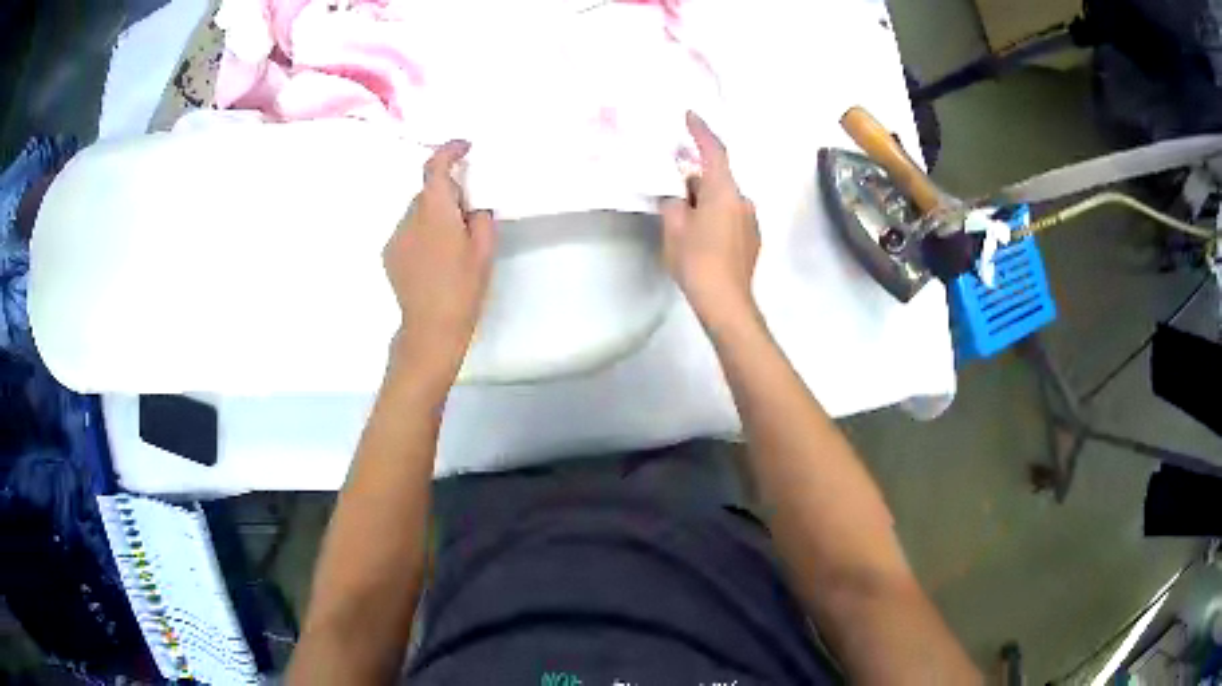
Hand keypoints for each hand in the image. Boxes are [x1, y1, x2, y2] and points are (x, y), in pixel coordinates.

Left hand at [384, 140, 495, 376]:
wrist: (431, 327)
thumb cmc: (463, 288)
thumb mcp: (484, 250)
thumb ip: (481, 217)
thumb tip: (472, 205)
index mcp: (435, 211)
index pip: (436, 167)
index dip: (449, 150)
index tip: (463, 147)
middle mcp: (409, 217)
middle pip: (427, 191)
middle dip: (447, 192)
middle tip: (468, 212)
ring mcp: (396, 236)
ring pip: (417, 212)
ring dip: (434, 214)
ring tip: (451, 243)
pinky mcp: (389, 254)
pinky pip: (408, 231)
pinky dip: (422, 232)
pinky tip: (434, 258)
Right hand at [660, 112, 760, 329]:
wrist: (726, 302)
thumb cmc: (697, 261)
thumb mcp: (674, 228)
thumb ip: (674, 203)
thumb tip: (678, 197)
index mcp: (724, 192)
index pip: (714, 151)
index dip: (701, 131)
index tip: (690, 115)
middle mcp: (743, 200)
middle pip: (717, 178)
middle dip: (695, 179)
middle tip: (672, 190)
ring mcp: (751, 221)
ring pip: (723, 199)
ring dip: (705, 201)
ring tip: (684, 220)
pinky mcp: (752, 239)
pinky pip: (730, 216)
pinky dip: (715, 217)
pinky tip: (701, 238)